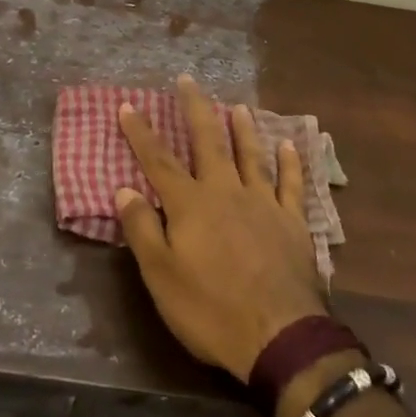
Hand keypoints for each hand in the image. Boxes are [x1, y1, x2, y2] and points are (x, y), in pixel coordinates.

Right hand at [116, 75, 328, 380]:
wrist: (280, 336)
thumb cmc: (211, 310)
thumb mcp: (162, 277)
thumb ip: (142, 230)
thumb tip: (123, 190)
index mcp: (190, 205)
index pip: (158, 161)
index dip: (141, 133)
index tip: (128, 105)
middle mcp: (225, 191)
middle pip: (208, 141)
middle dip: (195, 109)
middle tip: (188, 80)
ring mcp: (263, 203)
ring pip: (251, 154)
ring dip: (243, 128)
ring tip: (237, 106)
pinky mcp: (293, 221)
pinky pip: (291, 183)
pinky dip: (290, 162)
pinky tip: (289, 145)